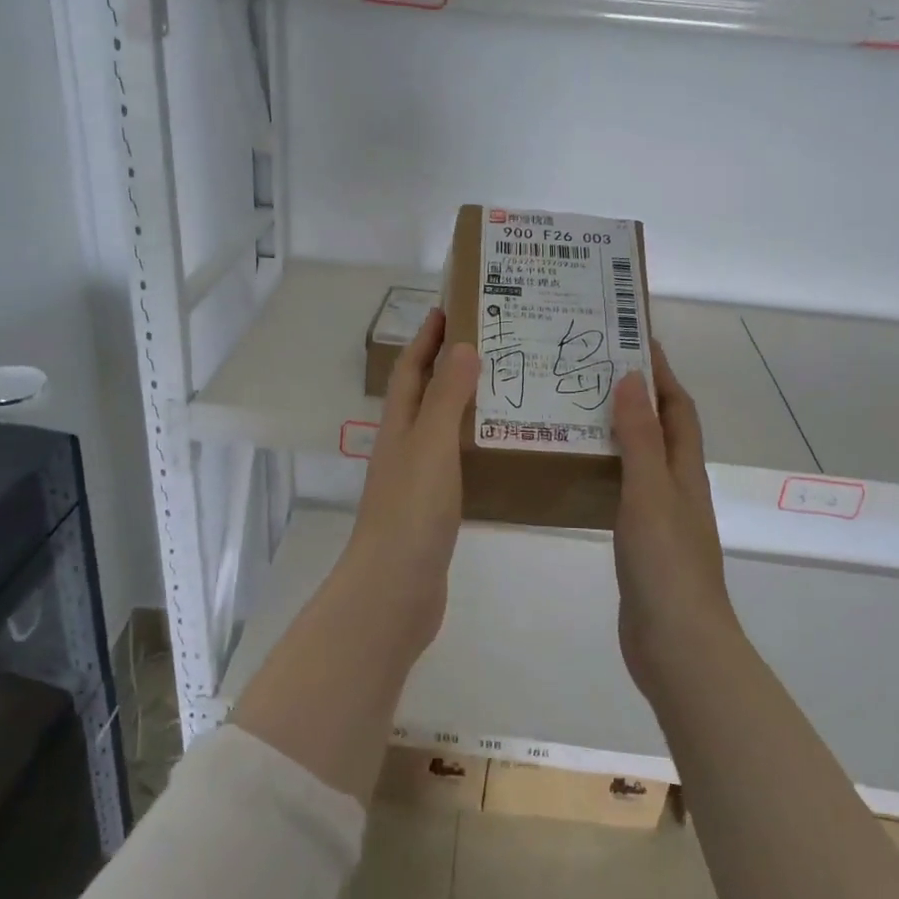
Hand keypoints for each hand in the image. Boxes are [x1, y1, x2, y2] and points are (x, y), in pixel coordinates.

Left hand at [344, 307, 480, 646]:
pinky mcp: (433, 510)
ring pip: (440, 429)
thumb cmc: (411, 511)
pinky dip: (472, 446)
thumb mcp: (431, 445)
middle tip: (490, 343)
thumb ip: (446, 398)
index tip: (448, 308)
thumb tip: (462, 346)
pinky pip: (454, 463)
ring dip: (463, 405)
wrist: (394, 590)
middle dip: (447, 365)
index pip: (411, 370)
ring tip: (504, 389)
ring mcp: (416, 481)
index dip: (425, 339)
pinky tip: (499, 450)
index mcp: (399, 427)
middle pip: (423, 396)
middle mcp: (403, 447)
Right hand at [611, 339, 735, 698]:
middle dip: (637, 395)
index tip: (636, 338)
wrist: (677, 644)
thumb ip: (640, 437)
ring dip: (620, 430)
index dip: (662, 373)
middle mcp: (677, 487)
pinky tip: (580, 470)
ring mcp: (661, 516)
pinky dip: (609, 469)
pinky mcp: (641, 542)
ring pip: (642, 459)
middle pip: (662, 429)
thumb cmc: (666, 563)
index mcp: (685, 471)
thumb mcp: (650, 491)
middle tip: (594, 369)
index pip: (677, 408)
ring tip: (579, 408)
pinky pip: (625, 489)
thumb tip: (632, 378)